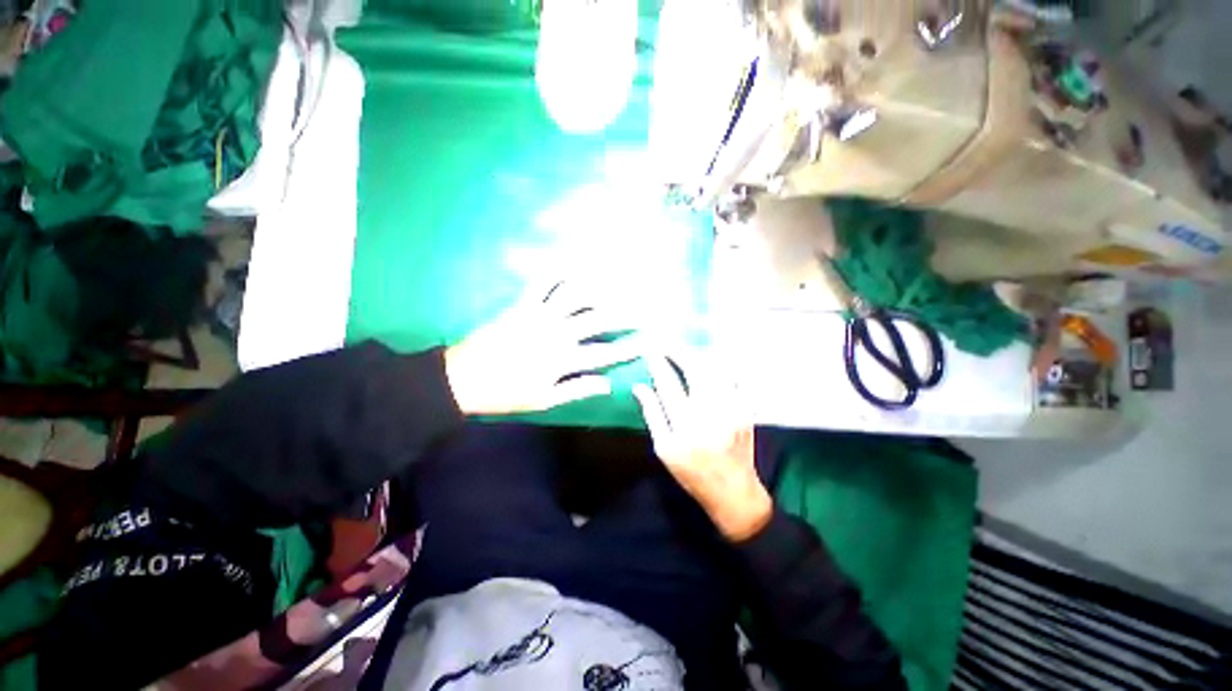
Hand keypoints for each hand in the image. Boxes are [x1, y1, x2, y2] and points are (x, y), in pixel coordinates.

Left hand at [445, 281, 638, 414]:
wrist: (462, 378)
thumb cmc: (505, 393)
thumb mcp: (544, 400)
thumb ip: (577, 389)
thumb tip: (608, 384)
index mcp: (562, 360)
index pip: (605, 354)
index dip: (628, 348)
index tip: (648, 341)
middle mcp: (557, 333)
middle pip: (597, 319)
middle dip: (624, 314)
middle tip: (643, 309)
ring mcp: (539, 315)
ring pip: (575, 296)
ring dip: (598, 288)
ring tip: (617, 281)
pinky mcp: (522, 305)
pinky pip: (542, 284)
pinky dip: (558, 271)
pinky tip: (572, 262)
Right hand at [633, 352, 771, 541]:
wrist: (733, 490)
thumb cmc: (692, 472)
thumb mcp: (664, 449)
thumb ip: (652, 415)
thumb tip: (639, 387)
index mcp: (685, 427)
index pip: (668, 385)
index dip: (659, 365)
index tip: (652, 352)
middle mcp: (710, 414)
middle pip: (695, 371)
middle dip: (680, 353)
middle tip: (669, 344)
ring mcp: (731, 409)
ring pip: (717, 370)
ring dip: (701, 356)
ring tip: (689, 351)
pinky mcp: (746, 409)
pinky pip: (736, 378)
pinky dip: (724, 365)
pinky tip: (714, 360)